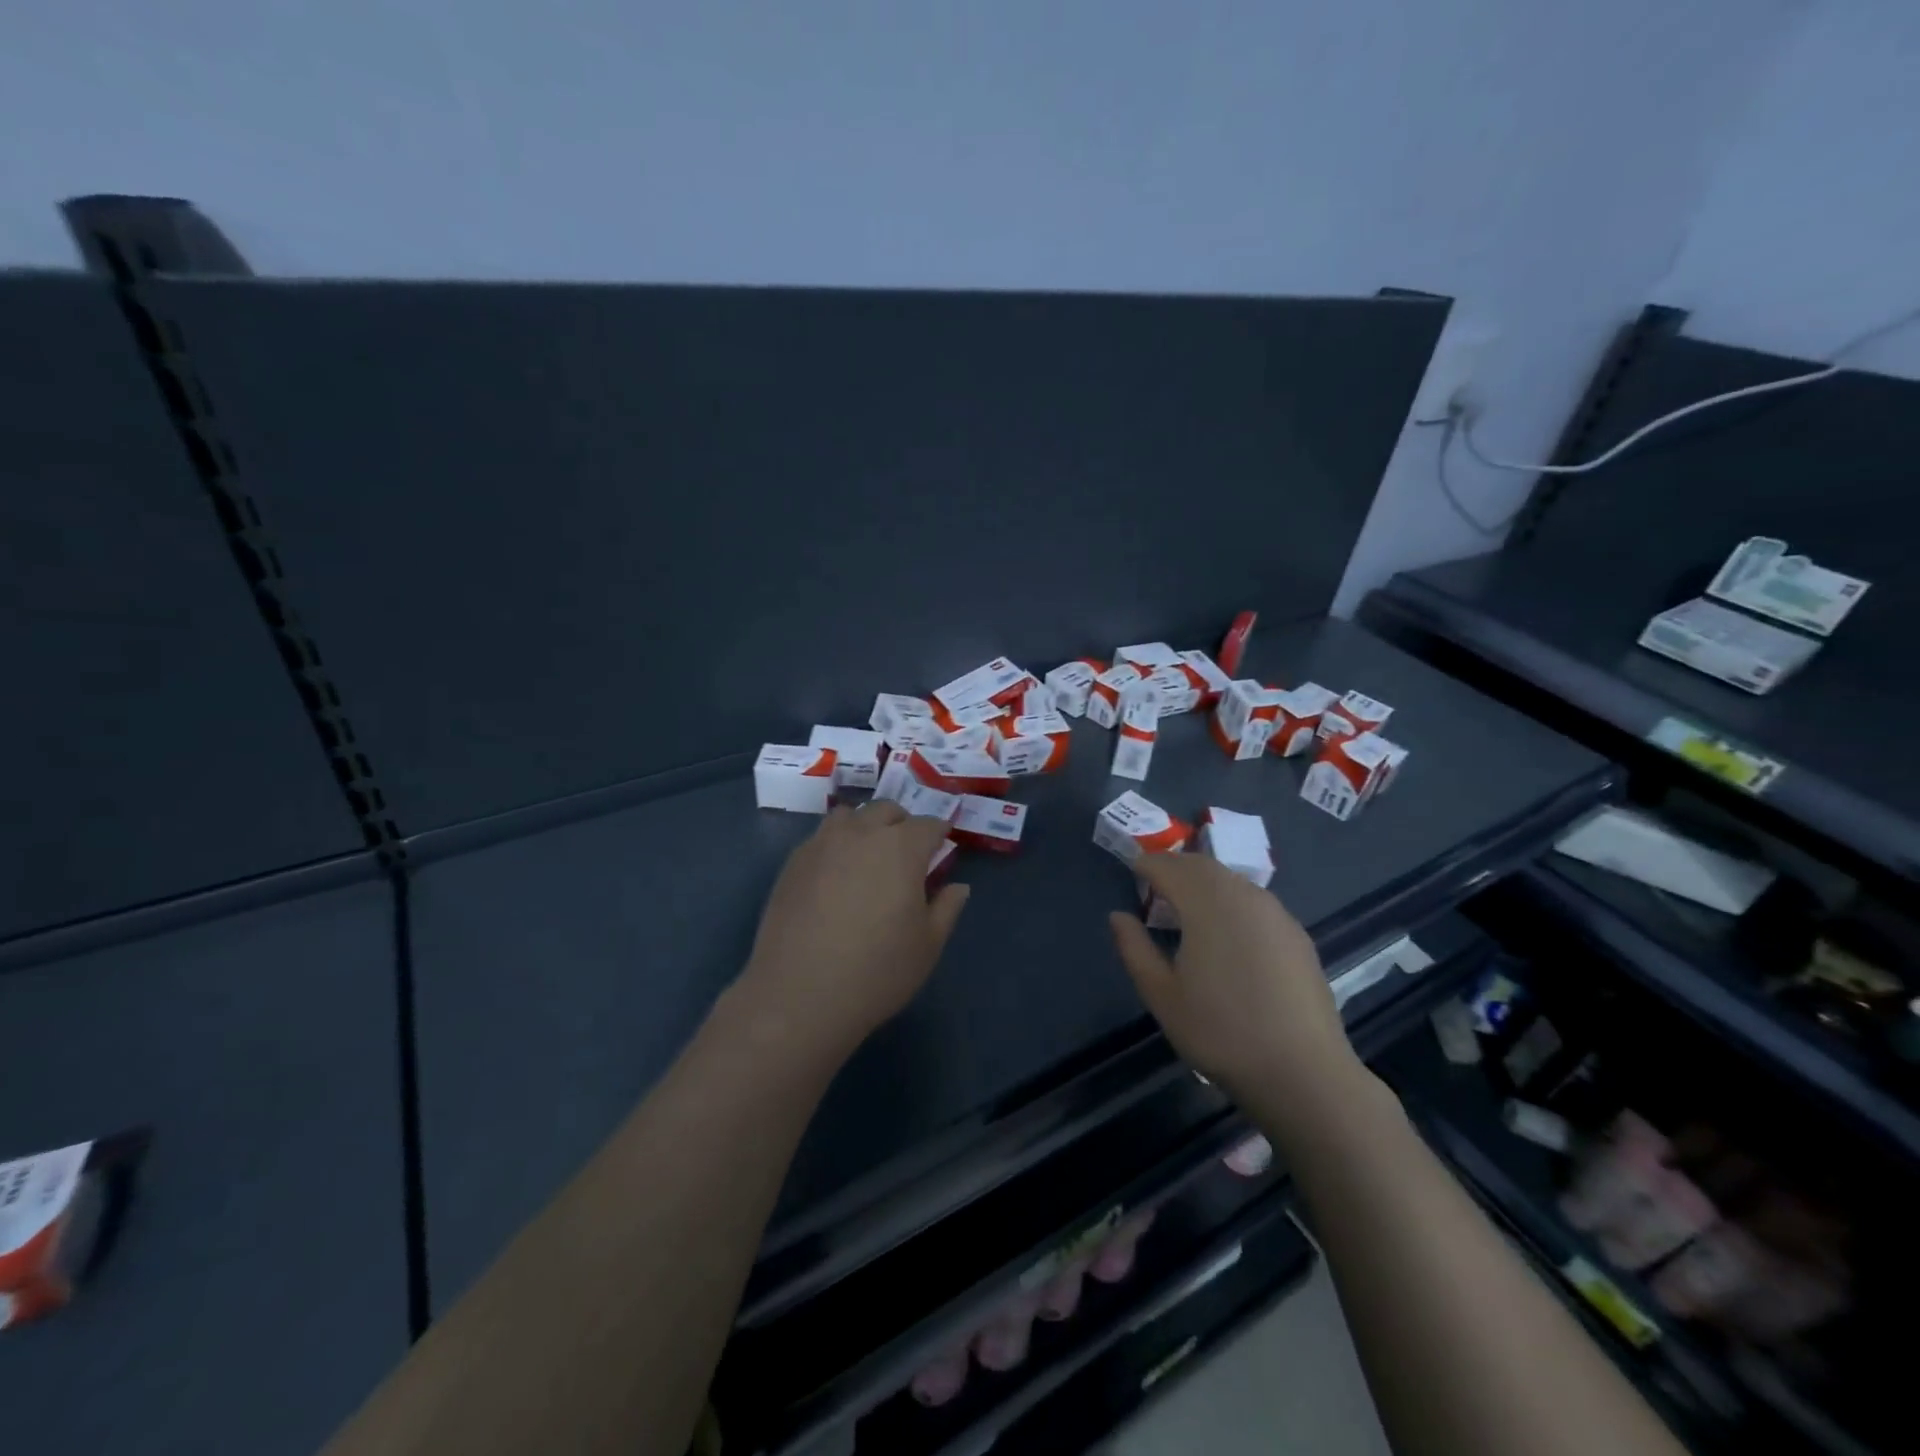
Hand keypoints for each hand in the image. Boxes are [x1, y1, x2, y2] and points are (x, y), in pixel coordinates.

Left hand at [731, 802, 969, 1064]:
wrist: (799, 994)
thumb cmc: (876, 971)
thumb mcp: (927, 946)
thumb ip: (947, 908)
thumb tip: (958, 886)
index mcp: (902, 848)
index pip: (929, 825)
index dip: (940, 834)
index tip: (943, 846)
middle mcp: (862, 833)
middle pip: (887, 810)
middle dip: (903, 824)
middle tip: (907, 854)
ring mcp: (822, 843)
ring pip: (850, 816)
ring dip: (865, 826)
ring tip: (868, 856)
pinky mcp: (793, 862)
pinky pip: (821, 837)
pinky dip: (836, 844)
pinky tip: (835, 876)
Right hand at [1109, 853, 1364, 1119]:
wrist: (1302, 1072)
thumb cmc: (1219, 1032)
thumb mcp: (1161, 994)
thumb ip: (1134, 948)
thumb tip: (1118, 916)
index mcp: (1206, 903)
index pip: (1168, 867)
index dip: (1146, 865)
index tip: (1132, 875)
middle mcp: (1243, 895)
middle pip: (1202, 865)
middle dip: (1175, 868)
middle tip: (1155, 889)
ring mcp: (1276, 913)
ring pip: (1231, 881)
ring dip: (1204, 884)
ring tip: (1188, 911)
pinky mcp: (1296, 934)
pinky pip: (1254, 902)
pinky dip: (1231, 902)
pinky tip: (1228, 936)